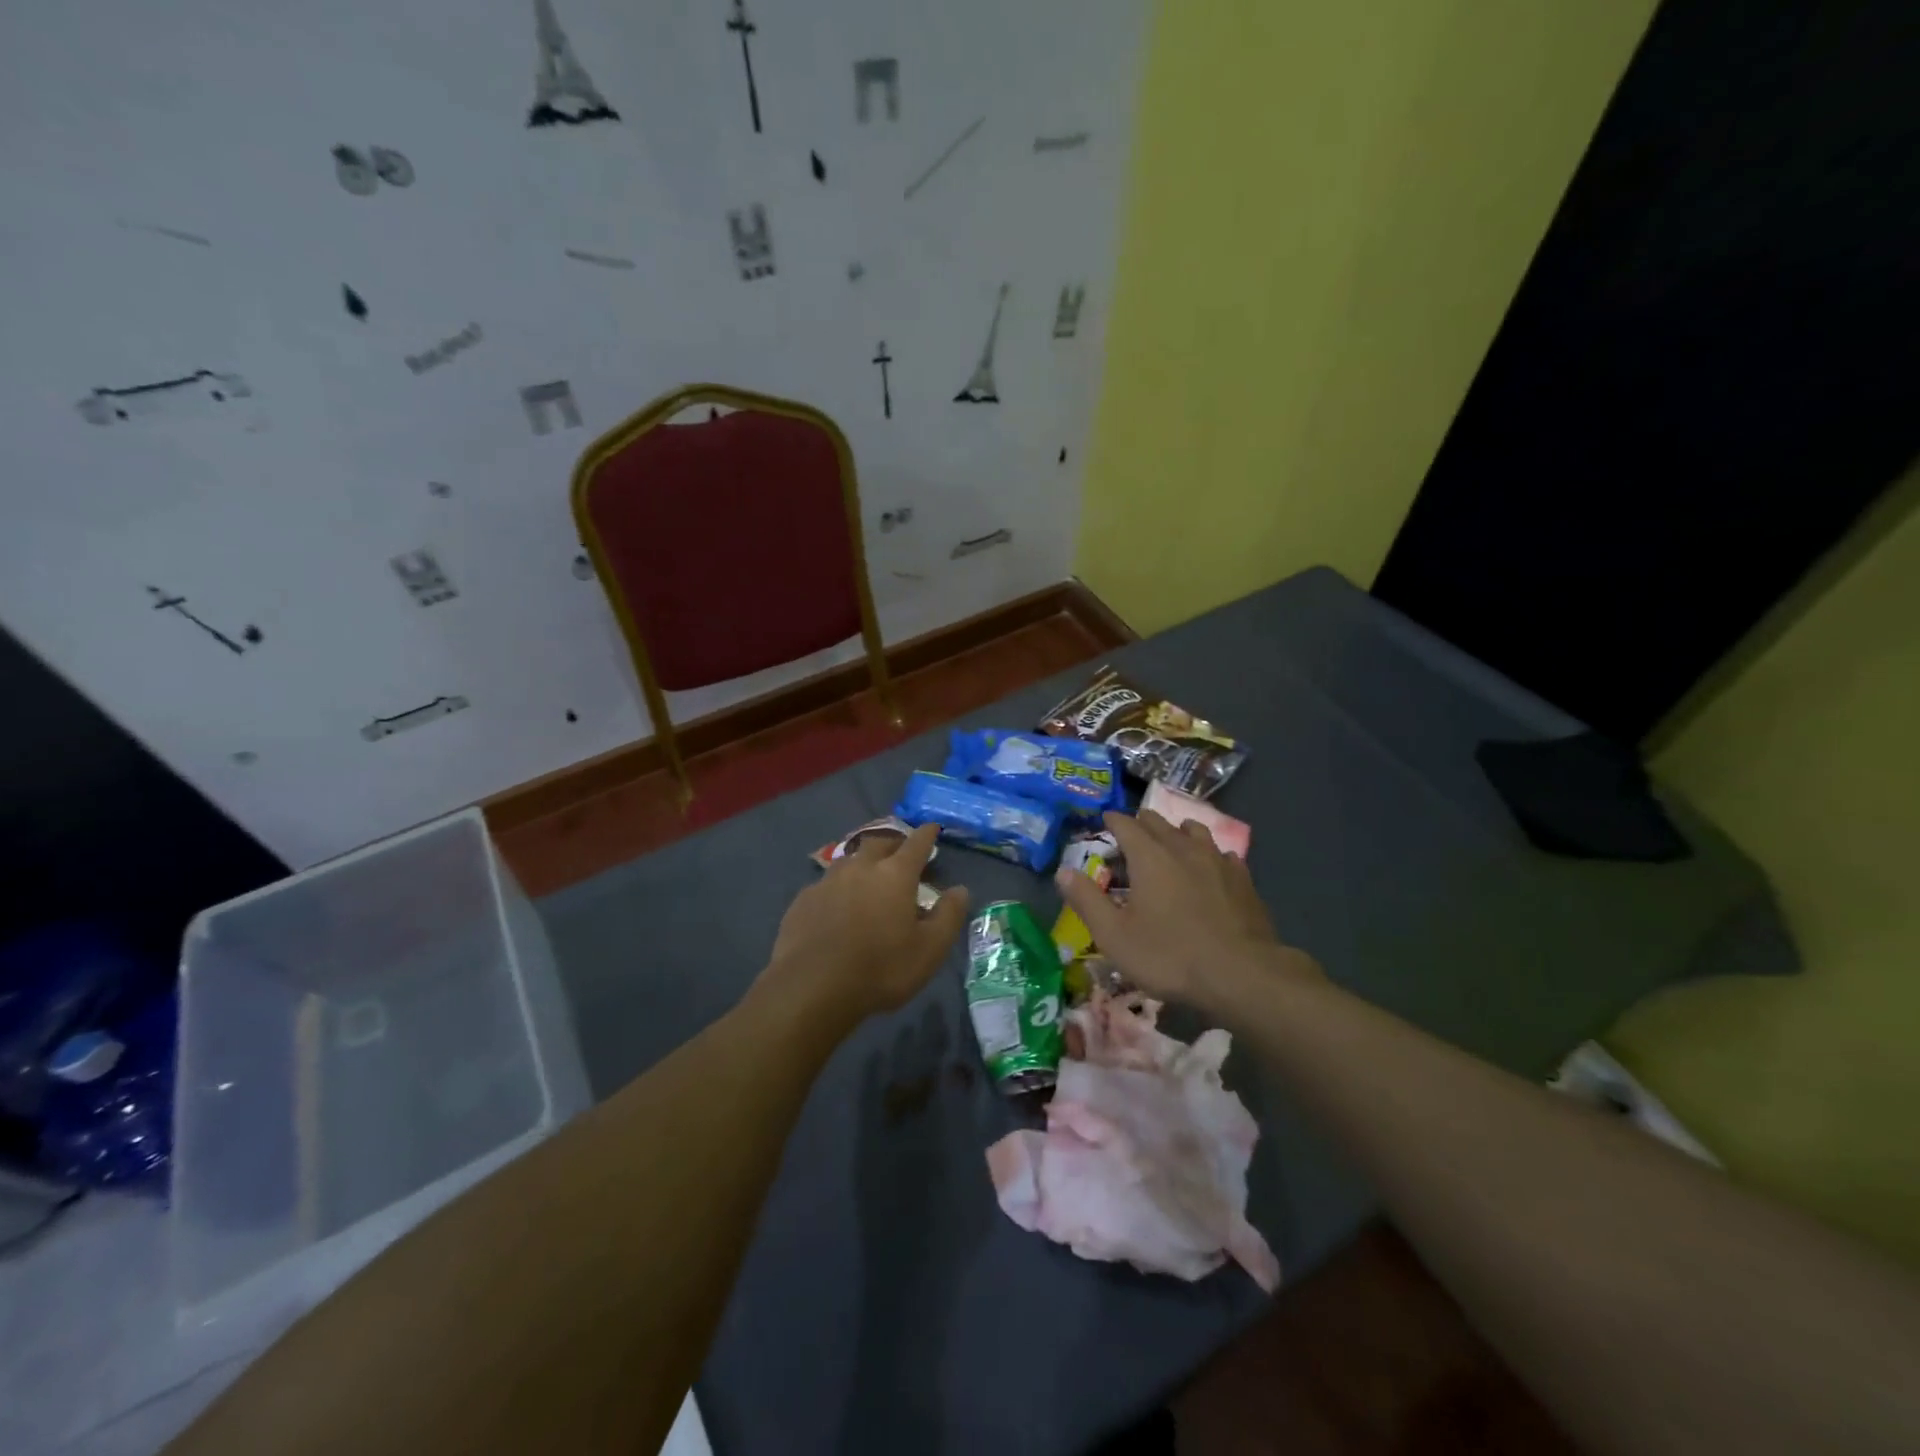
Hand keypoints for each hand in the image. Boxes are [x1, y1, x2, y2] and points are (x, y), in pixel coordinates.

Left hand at [760, 823, 970, 1025]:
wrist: (812, 987)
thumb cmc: (881, 968)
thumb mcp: (929, 949)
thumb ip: (948, 915)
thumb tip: (959, 890)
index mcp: (895, 874)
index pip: (916, 843)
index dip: (927, 834)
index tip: (932, 828)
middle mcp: (861, 867)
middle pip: (880, 843)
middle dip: (894, 843)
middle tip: (901, 852)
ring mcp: (828, 881)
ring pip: (849, 859)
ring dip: (863, 861)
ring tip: (868, 875)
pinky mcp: (803, 900)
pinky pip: (826, 883)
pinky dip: (838, 887)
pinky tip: (837, 904)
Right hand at [1055, 811, 1321, 1009]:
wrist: (1241, 975)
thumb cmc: (1169, 955)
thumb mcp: (1114, 935)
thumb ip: (1086, 900)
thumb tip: (1063, 871)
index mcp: (1149, 856)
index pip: (1125, 824)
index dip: (1112, 821)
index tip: (1104, 823)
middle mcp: (1183, 847)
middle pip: (1159, 822)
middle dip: (1141, 824)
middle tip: (1130, 838)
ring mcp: (1217, 860)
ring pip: (1194, 831)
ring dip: (1177, 833)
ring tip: (1170, 846)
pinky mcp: (1243, 879)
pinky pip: (1221, 853)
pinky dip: (1208, 855)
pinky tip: (1208, 871)